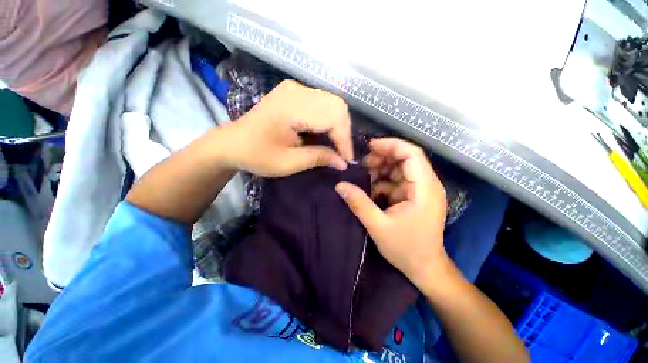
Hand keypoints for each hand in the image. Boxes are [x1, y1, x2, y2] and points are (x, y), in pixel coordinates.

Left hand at [225, 80, 353, 176]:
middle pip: (337, 105)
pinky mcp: (294, 93)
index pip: (333, 117)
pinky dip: (330, 120)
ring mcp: (295, 88)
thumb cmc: (257, 155)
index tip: (347, 160)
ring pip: (332, 103)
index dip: (343, 140)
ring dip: (338, 126)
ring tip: (336, 146)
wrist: (232, 143)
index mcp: (292, 107)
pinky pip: (323, 103)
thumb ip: (319, 158)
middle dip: (344, 132)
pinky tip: (326, 135)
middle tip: (342, 154)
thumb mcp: (289, 163)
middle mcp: (297, 91)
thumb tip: (343, 163)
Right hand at [335, 138, 448, 287]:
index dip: (391, 145)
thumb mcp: (378, 226)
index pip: (412, 154)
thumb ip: (359, 203)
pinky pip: (398, 181)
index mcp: (424, 188)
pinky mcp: (415, 196)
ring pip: (400, 169)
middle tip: (362, 164)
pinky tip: (371, 189)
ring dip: (382, 169)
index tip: (369, 147)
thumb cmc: (406, 249)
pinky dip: (384, 181)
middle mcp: (427, 184)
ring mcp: (422, 190)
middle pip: (406, 158)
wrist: (425, 268)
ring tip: (364, 175)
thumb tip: (340, 185)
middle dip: (383, 157)